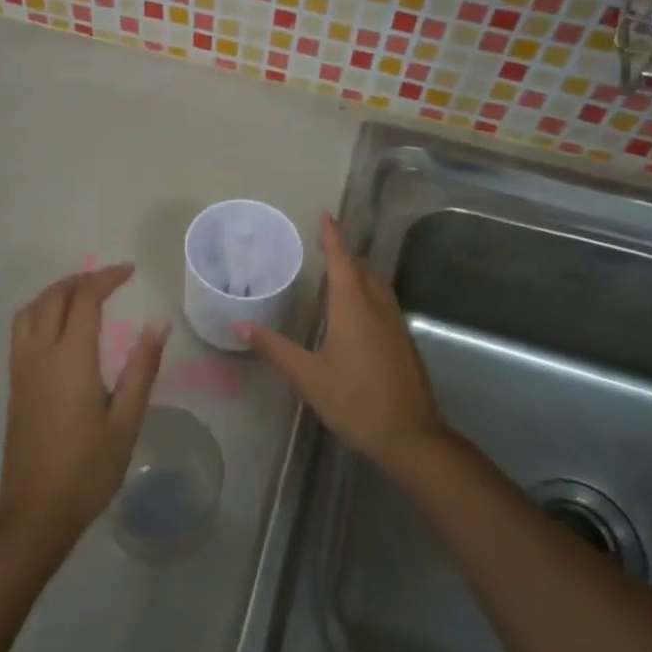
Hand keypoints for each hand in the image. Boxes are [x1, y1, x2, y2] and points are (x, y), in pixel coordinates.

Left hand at [0, 264, 168, 549]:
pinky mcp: (14, 383)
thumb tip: (158, 325)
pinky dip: (41, 310)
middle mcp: (40, 354)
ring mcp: (21, 368)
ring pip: (31, 310)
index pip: (84, 299)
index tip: (130, 271)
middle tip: (110, 280)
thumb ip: (141, 369)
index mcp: (70, 359)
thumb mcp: (126, 421)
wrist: (35, 511)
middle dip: (81, 280)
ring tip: (83, 294)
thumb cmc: (87, 469)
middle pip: (53, 297)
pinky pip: (22, 329)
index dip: (106, 278)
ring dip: (56, 292)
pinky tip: (59, 325)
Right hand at [243, 214, 449, 475]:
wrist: (411, 437)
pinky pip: (384, 303)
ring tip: (339, 273)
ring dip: (359, 273)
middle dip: (344, 254)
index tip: (325, 214)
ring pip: (377, 286)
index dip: (332, 237)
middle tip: (323, 246)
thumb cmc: (355, 402)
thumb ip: (275, 348)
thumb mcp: (308, 376)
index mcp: (353, 308)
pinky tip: (357, 313)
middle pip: (362, 269)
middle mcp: (378, 308)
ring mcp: (396, 325)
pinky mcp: (404, 343)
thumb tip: (240, 325)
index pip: (341, 261)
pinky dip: (368, 293)